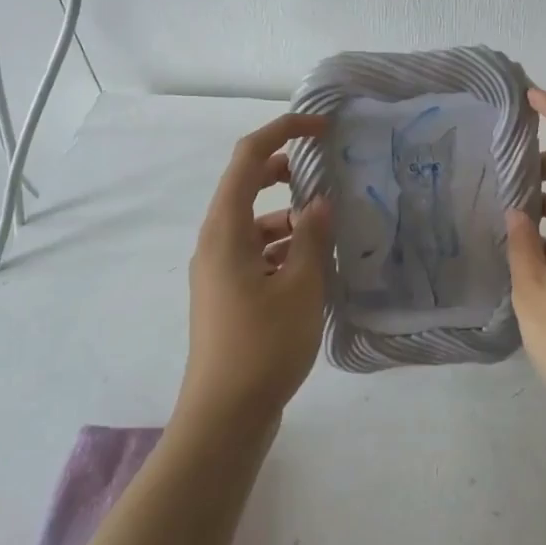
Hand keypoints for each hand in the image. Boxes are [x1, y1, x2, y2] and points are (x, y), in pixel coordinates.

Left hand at [180, 113, 333, 432]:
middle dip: (284, 171)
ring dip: (289, 217)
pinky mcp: (228, 295)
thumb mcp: (301, 287)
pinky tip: (315, 268)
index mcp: (225, 230)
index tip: (320, 127)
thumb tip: (320, 202)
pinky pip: (256, 253)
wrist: (224, 417)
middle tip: (325, 171)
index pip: (248, 158)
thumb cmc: (263, 346)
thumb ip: (312, 236)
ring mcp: (218, 271)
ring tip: (330, 229)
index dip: (282, 131)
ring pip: (254, 223)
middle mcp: (215, 242)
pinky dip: (283, 248)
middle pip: (245, 186)